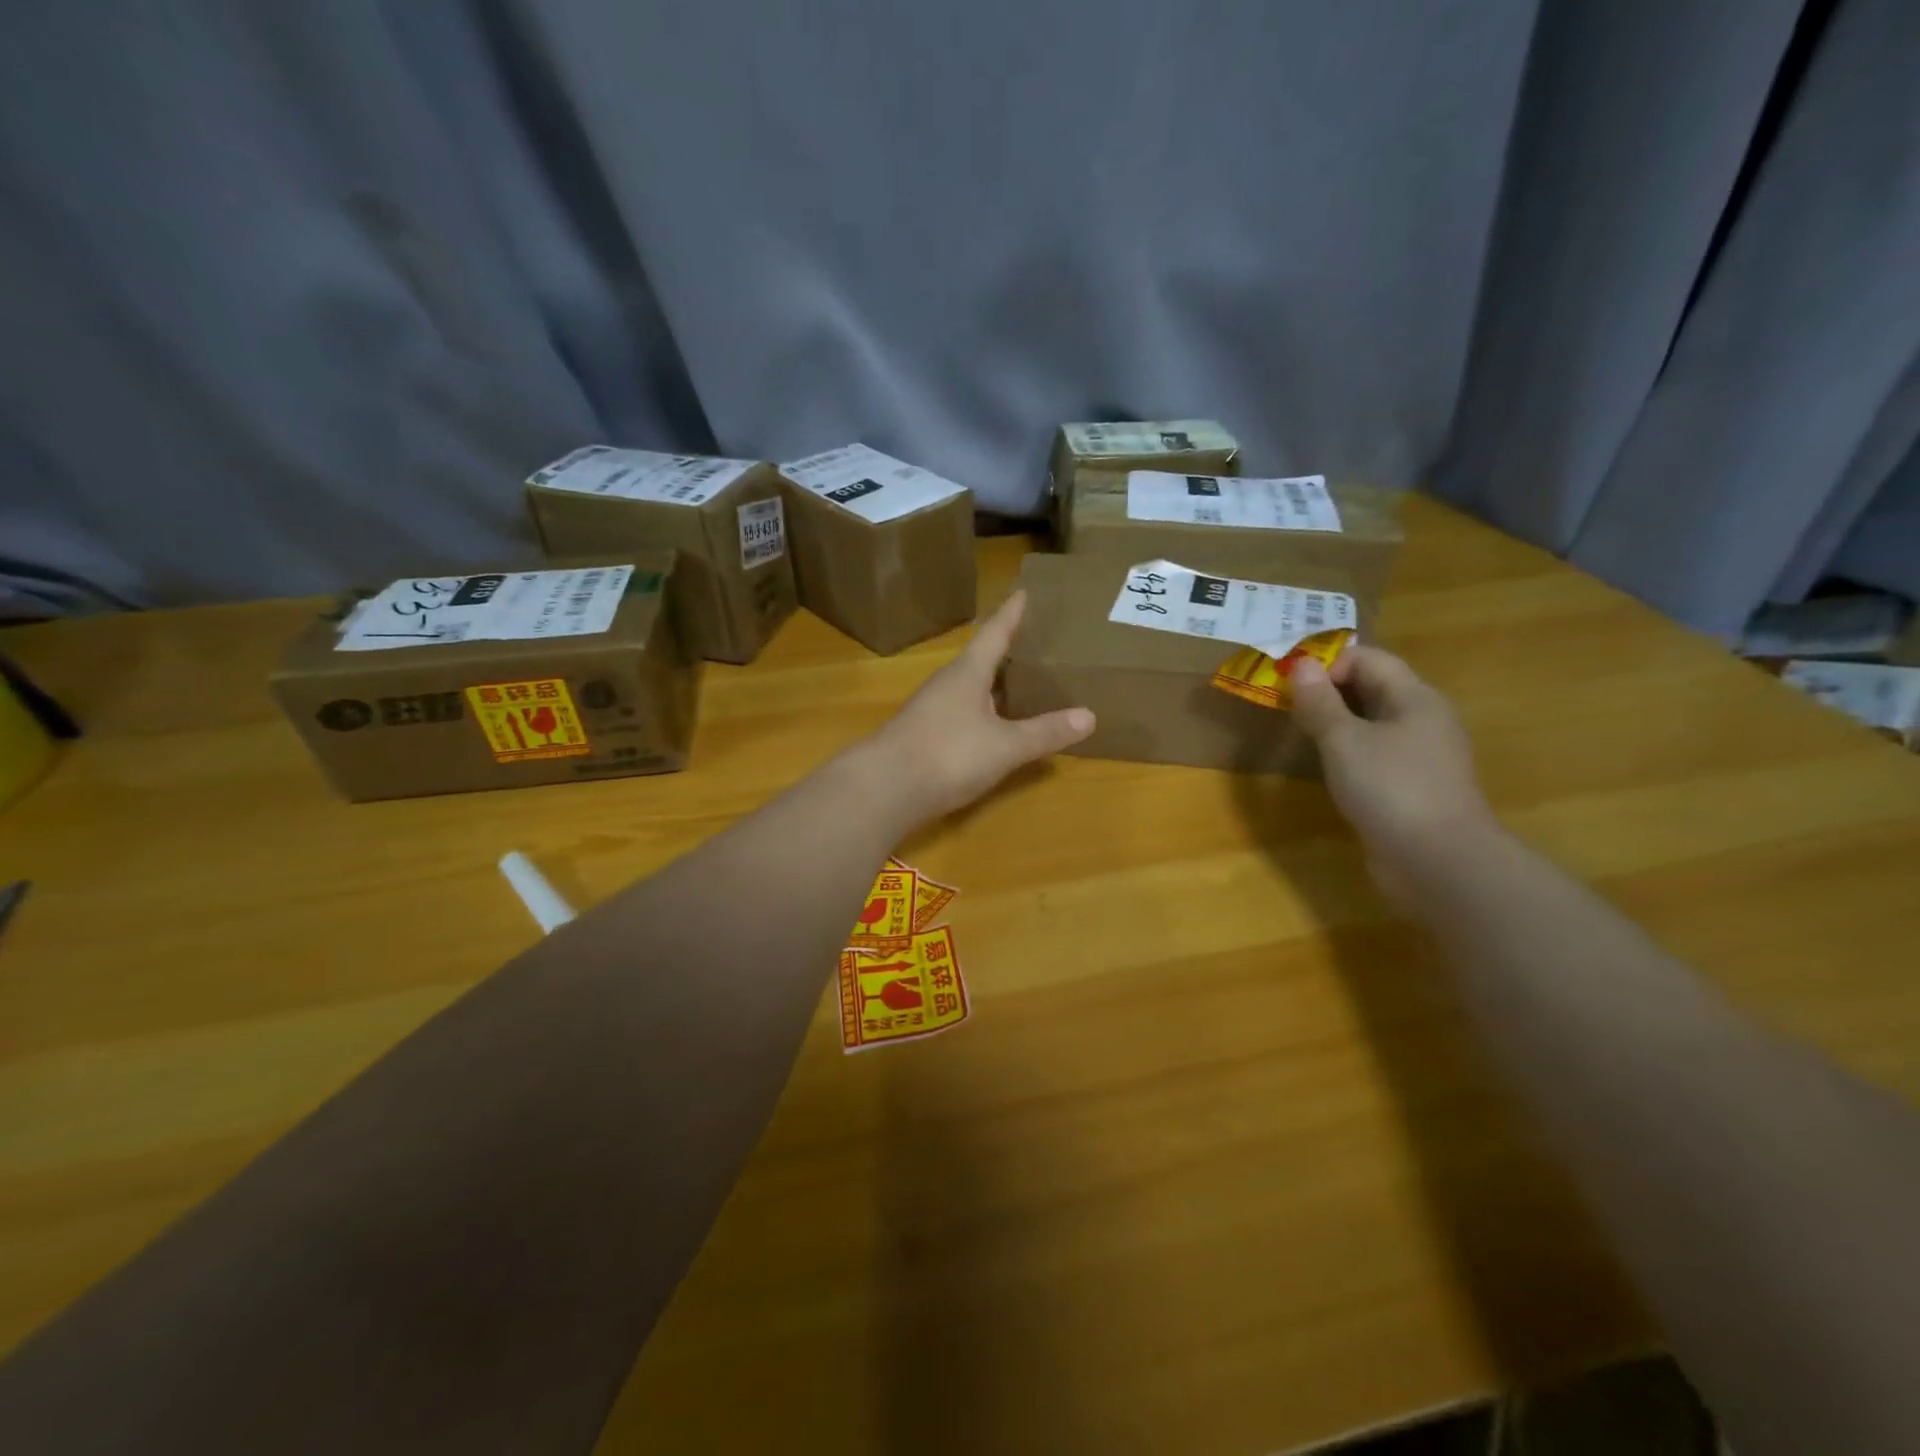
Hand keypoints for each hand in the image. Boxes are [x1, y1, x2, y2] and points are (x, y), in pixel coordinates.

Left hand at [867, 590, 1094, 825]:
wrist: (883, 788)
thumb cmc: (947, 755)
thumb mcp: (1005, 746)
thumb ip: (1044, 732)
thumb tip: (1089, 716)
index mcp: (967, 672)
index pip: (994, 633)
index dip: (1011, 613)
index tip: (1024, 590)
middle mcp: (947, 683)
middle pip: (980, 658)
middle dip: (1006, 649)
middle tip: (1035, 640)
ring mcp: (931, 709)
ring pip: (969, 687)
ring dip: (993, 682)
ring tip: (1021, 681)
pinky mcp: (922, 735)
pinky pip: (961, 711)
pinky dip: (982, 710)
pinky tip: (993, 725)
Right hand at [1288, 647, 1498, 898]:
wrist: (1439, 863)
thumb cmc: (1391, 790)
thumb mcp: (1344, 741)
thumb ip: (1320, 703)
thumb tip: (1301, 665)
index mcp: (1414, 697)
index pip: (1368, 659)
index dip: (1328, 664)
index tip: (1291, 686)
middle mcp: (1423, 719)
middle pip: (1373, 687)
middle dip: (1329, 691)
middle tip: (1288, 707)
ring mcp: (1421, 755)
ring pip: (1373, 722)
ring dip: (1337, 722)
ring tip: (1302, 735)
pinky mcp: (1414, 786)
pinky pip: (1377, 753)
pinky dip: (1350, 751)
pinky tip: (1329, 769)